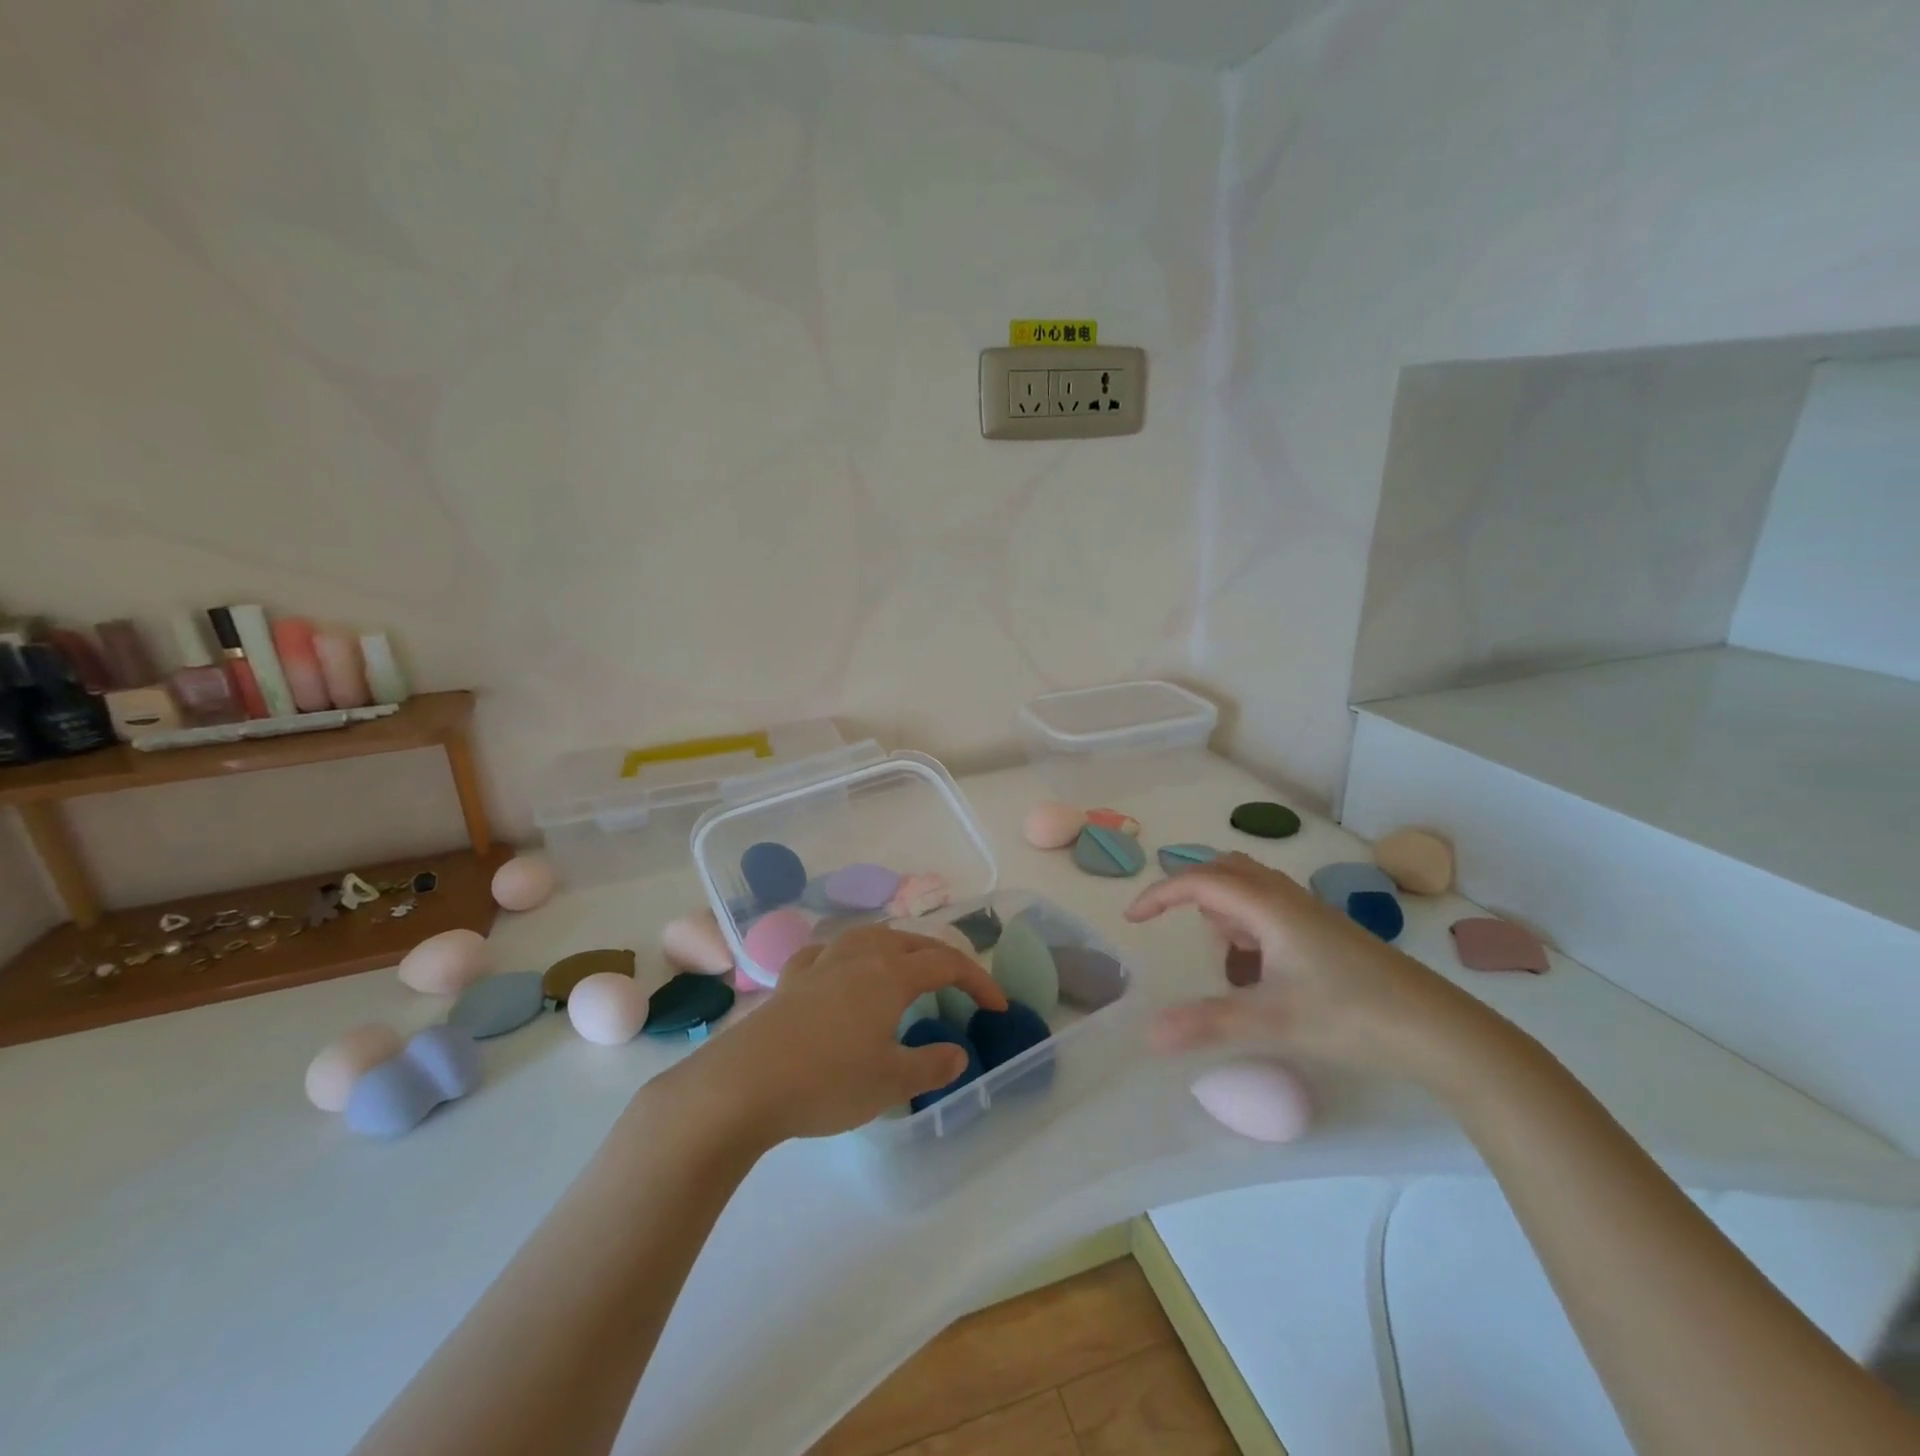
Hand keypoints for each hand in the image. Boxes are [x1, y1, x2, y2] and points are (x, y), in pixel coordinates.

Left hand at [683, 925, 1007, 1143]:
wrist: (744, 1084)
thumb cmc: (827, 1081)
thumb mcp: (890, 1082)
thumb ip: (930, 1065)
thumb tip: (959, 1053)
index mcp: (890, 974)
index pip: (947, 963)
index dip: (978, 980)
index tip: (998, 1007)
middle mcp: (858, 957)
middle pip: (910, 942)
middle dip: (942, 959)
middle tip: (960, 987)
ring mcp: (820, 963)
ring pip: (868, 937)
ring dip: (896, 948)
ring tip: (905, 969)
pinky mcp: (789, 980)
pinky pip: (826, 953)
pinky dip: (845, 956)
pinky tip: (839, 970)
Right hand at [1125, 852, 1488, 1083]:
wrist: (1439, 1031)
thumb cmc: (1350, 1016)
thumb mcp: (1271, 1022)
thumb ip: (1206, 1023)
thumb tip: (1148, 1035)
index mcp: (1268, 906)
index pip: (1200, 881)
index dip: (1160, 893)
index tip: (1133, 919)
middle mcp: (1287, 897)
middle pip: (1225, 869)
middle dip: (1192, 892)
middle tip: (1177, 928)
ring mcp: (1311, 913)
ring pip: (1251, 887)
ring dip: (1224, 910)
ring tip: (1226, 960)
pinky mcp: (1327, 931)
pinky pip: (1271, 908)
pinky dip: (1250, 925)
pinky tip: (1262, 970)